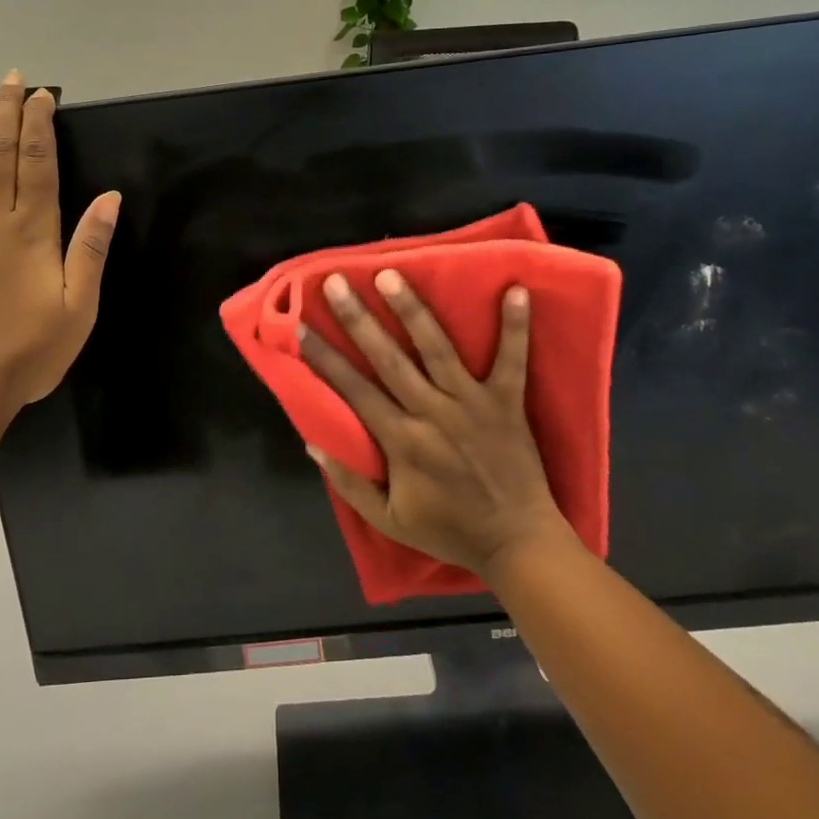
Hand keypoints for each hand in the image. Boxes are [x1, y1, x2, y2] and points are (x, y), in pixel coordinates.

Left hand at [0, 72, 119, 418]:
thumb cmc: (28, 352)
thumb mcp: (79, 307)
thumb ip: (92, 249)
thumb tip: (110, 197)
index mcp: (31, 232)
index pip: (39, 165)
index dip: (41, 127)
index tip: (43, 95)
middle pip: (0, 156)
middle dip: (6, 113)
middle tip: (10, 78)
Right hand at [298, 270, 575, 579]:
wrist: (517, 544)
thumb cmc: (450, 529)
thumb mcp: (388, 520)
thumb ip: (349, 483)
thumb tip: (311, 445)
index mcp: (402, 441)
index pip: (354, 390)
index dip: (324, 357)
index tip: (301, 327)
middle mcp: (432, 413)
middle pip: (388, 359)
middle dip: (359, 319)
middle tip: (336, 282)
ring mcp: (472, 404)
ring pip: (437, 349)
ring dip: (413, 310)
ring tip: (392, 275)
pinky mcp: (506, 402)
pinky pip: (513, 360)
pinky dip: (516, 326)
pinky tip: (517, 288)